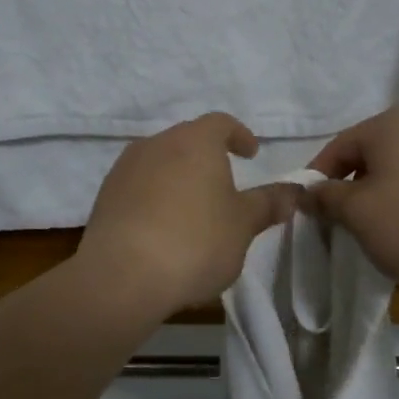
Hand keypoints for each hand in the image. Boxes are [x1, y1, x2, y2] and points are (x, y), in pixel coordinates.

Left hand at [79, 113, 301, 311]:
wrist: (122, 275)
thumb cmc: (196, 242)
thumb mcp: (243, 225)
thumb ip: (268, 204)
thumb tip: (293, 191)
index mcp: (194, 141)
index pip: (221, 123)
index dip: (239, 135)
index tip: (251, 154)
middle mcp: (156, 144)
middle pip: (187, 142)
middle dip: (207, 159)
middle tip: (224, 186)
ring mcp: (124, 170)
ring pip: (159, 164)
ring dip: (178, 180)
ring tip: (192, 212)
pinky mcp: (104, 198)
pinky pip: (138, 189)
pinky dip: (154, 200)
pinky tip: (162, 230)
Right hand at [306, 103, 398, 297]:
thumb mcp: (358, 215)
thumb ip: (327, 198)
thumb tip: (309, 191)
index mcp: (394, 120)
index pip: (339, 147)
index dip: (318, 180)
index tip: (310, 212)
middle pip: (375, 153)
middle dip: (355, 186)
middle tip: (345, 224)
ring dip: (388, 192)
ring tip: (385, 230)